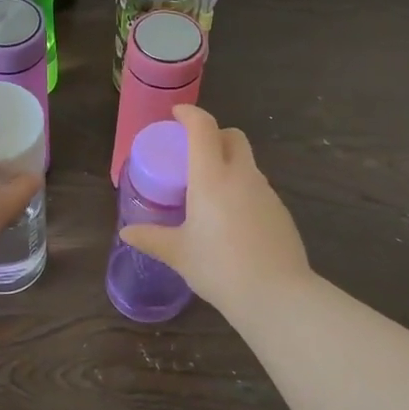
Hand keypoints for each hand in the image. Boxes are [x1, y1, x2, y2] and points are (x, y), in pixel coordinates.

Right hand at [120, 104, 311, 312]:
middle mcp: (242, 175)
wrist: (277, 295)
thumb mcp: (179, 254)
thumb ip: (152, 239)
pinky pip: (258, 187)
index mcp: (212, 177)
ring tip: (210, 191)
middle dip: (214, 134)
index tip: (176, 115)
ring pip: (247, 162)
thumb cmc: (219, 268)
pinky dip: (242, 189)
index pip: (203, 128)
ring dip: (229, 163)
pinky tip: (233, 219)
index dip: (190, 114)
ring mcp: (266, 192)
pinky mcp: (281, 211)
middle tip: (194, 153)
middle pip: (232, 136)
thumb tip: (127, 233)